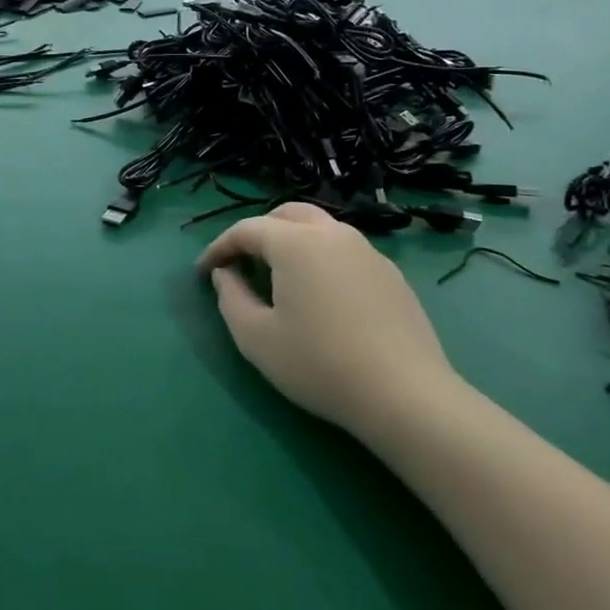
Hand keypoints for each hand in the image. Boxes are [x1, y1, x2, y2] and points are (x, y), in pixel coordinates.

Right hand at [197, 202, 455, 437]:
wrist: (405, 395)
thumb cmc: (319, 364)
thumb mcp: (256, 338)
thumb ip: (231, 298)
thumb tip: (225, 274)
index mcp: (295, 242)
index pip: (247, 229)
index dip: (219, 247)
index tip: (204, 272)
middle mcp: (332, 233)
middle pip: (287, 215)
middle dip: (258, 232)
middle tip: (242, 262)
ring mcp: (367, 251)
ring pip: (320, 228)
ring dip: (292, 241)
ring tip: (280, 275)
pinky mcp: (391, 273)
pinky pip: (345, 250)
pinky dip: (322, 257)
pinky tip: (321, 294)